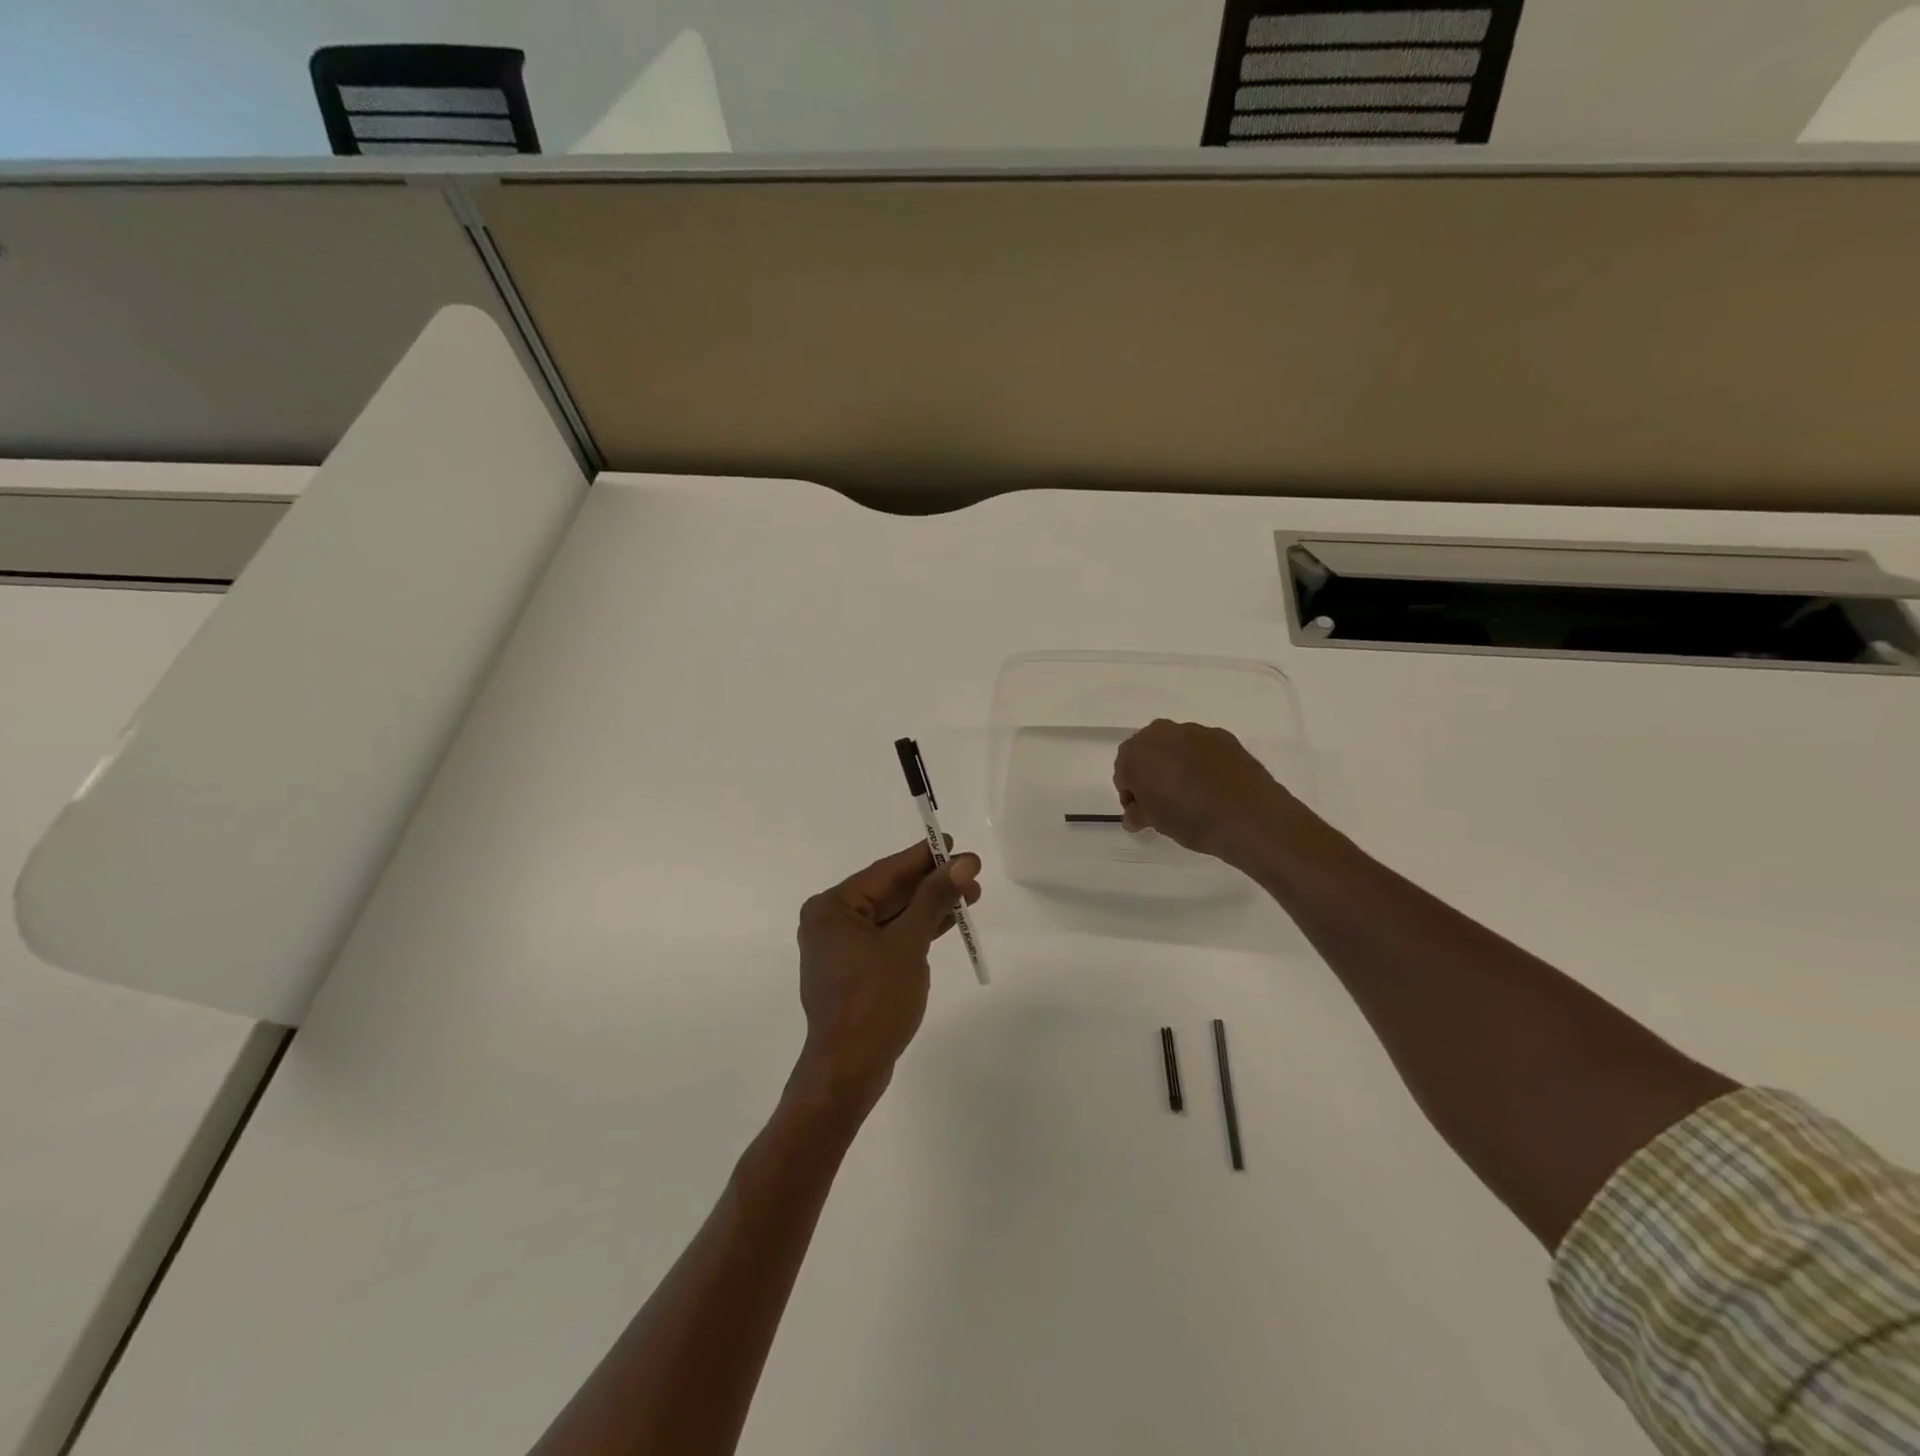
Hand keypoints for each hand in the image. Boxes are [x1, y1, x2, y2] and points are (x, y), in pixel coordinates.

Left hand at [791, 840, 981, 1114]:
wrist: (849, 1070)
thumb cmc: (874, 1000)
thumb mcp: (908, 944)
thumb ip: (935, 899)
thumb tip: (963, 862)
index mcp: (832, 908)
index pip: (886, 872)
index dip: (923, 856)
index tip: (952, 842)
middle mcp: (831, 922)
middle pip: (890, 892)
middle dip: (932, 884)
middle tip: (972, 873)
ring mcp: (842, 949)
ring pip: (893, 917)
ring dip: (930, 907)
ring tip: (971, 896)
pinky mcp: (856, 972)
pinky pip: (890, 939)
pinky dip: (917, 931)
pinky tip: (948, 923)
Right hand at [1112, 719, 1293, 862]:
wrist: (1251, 818)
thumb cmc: (1192, 820)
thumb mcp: (1156, 823)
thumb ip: (1138, 813)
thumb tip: (1134, 814)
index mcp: (1137, 754)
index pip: (1123, 771)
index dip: (1130, 793)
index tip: (1142, 811)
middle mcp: (1162, 734)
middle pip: (1146, 751)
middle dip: (1150, 772)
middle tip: (1162, 800)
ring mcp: (1194, 731)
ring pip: (1174, 745)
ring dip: (1174, 763)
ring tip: (1190, 792)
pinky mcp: (1222, 736)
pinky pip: (1200, 747)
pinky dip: (1200, 761)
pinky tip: (1212, 785)